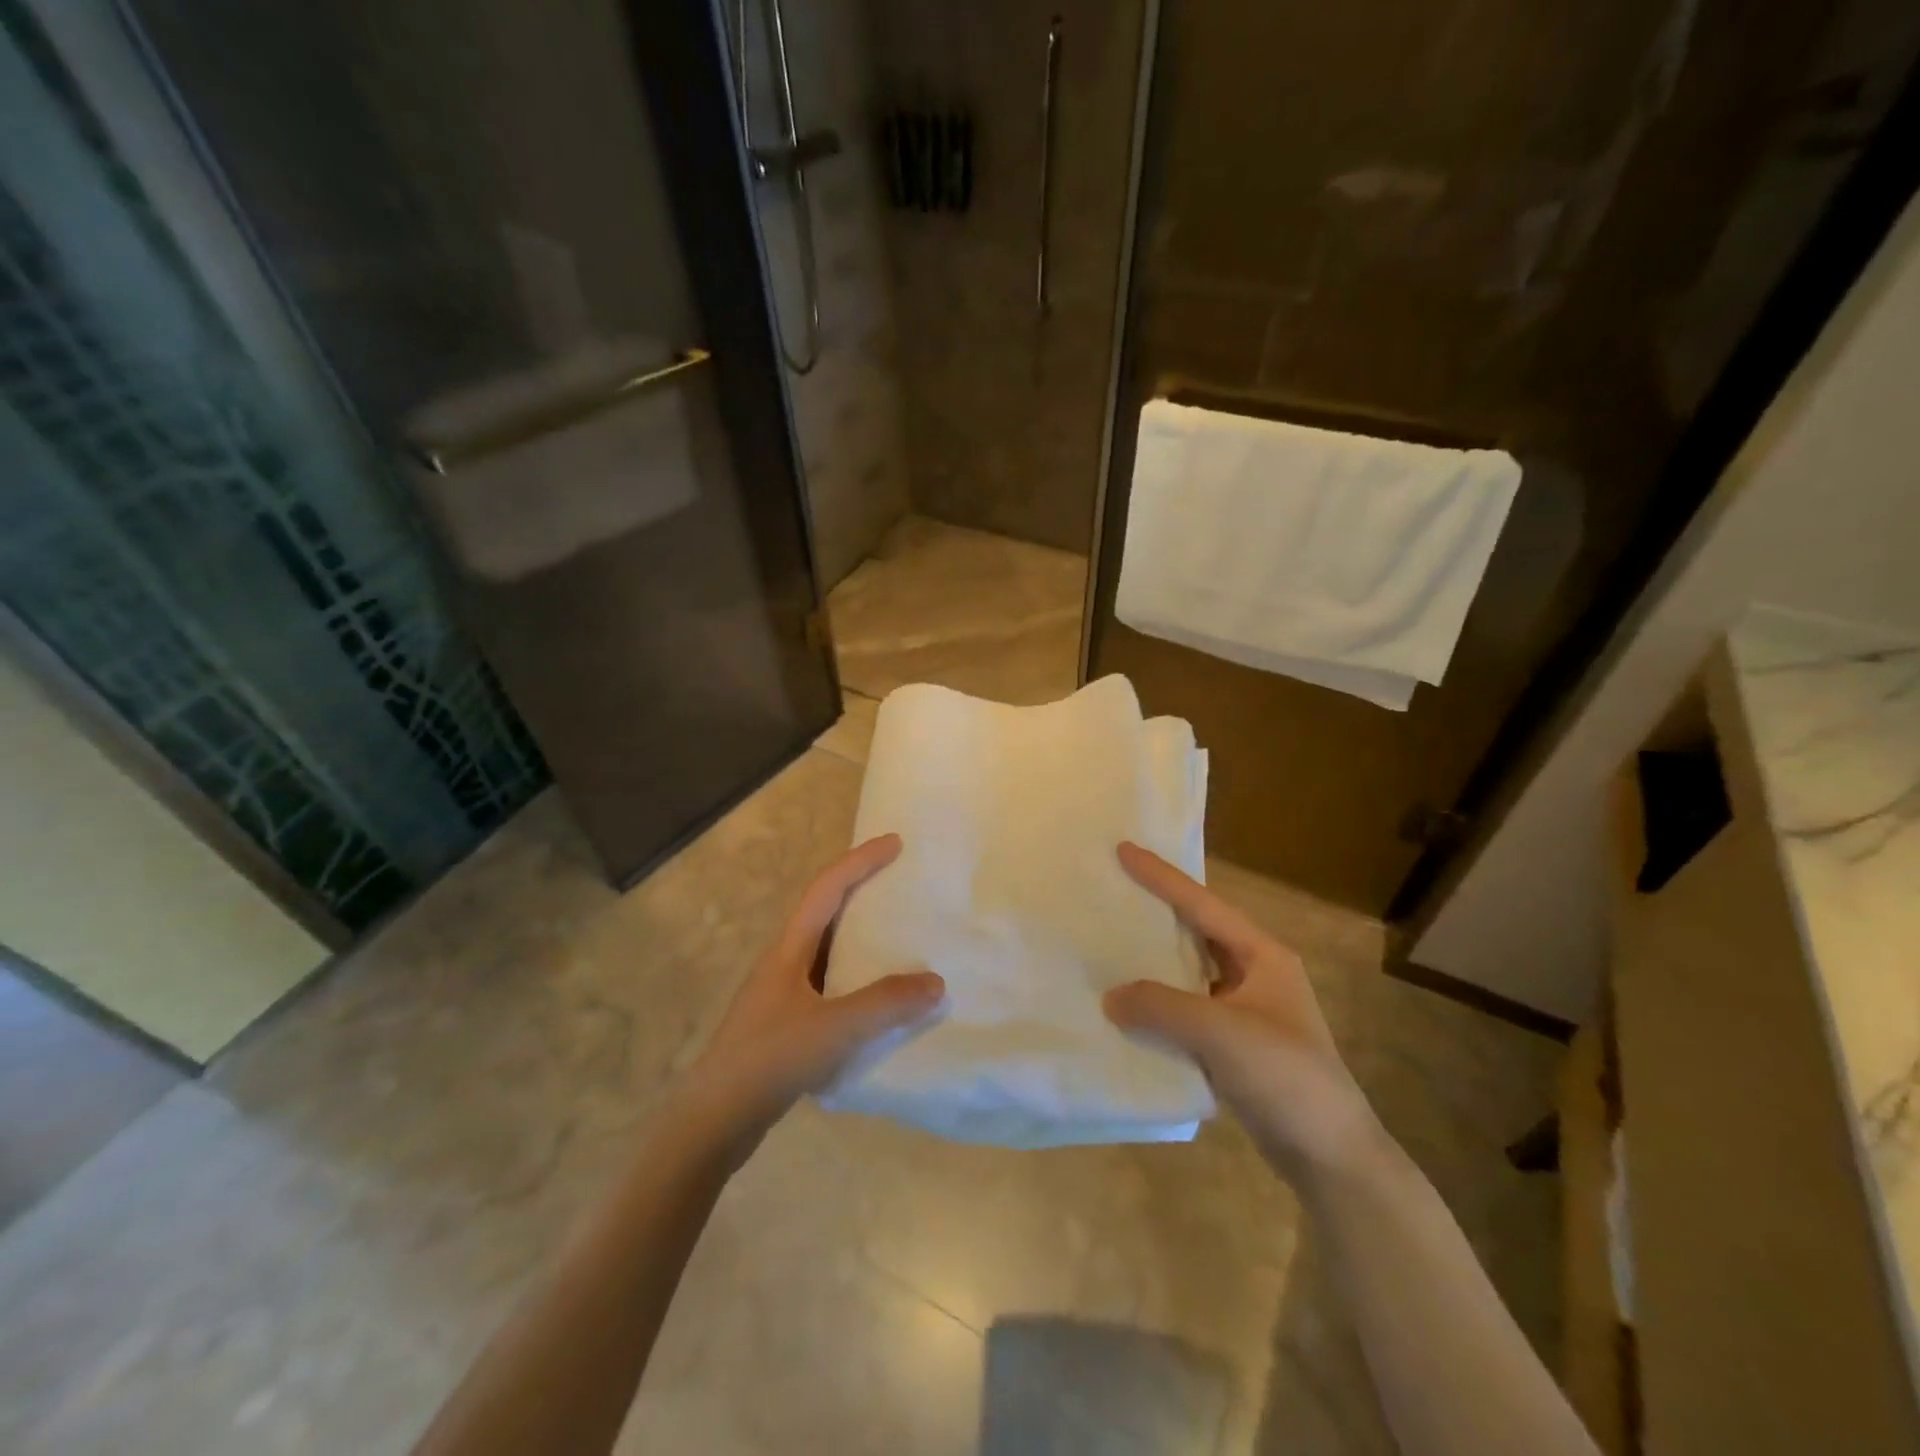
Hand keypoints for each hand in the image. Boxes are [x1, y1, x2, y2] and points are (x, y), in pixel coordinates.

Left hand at [684, 834, 944, 1144]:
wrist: (714, 1120)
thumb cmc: (770, 1059)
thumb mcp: (834, 1028)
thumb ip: (886, 1004)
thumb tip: (936, 983)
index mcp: (789, 947)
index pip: (827, 887)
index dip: (861, 860)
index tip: (895, 843)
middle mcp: (784, 960)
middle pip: (825, 909)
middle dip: (861, 888)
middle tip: (901, 881)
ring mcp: (782, 992)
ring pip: (828, 948)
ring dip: (860, 933)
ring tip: (899, 933)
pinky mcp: (786, 1022)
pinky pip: (830, 982)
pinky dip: (857, 975)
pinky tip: (878, 996)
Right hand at [1103, 842, 1381, 1180]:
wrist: (1332, 1157)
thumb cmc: (1286, 1076)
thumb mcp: (1221, 1032)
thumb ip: (1161, 1006)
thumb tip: (1110, 997)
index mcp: (1262, 955)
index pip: (1203, 904)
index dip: (1162, 877)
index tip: (1123, 850)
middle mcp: (1255, 974)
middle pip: (1197, 930)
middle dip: (1157, 911)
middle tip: (1113, 890)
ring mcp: (1245, 1010)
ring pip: (1190, 971)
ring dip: (1154, 960)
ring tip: (1110, 942)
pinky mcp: (1235, 1045)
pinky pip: (1187, 1009)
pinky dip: (1159, 1003)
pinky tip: (1128, 1005)